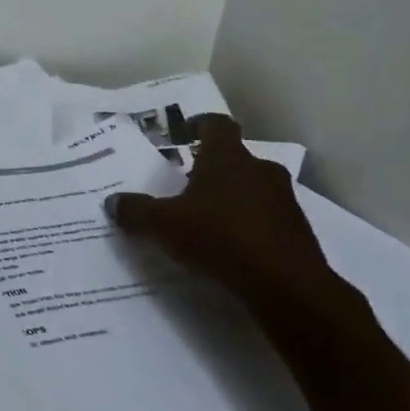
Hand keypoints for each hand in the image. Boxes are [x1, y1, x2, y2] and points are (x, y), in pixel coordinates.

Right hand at [106, 114, 368, 331]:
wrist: (287, 286)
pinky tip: (230, 247)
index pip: (216, 124)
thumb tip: (112, 202)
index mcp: (227, 157)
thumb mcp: (164, 225)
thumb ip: (136, 211)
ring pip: (252, 188)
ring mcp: (283, 200)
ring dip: (231, 197)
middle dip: (211, 168)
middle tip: (186, 184)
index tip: (184, 133)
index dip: (200, 124)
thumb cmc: (219, 237)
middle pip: (234, 158)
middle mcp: (259, 169)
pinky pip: (266, 218)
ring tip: (206, 219)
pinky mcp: (297, 231)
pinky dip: (248, 224)